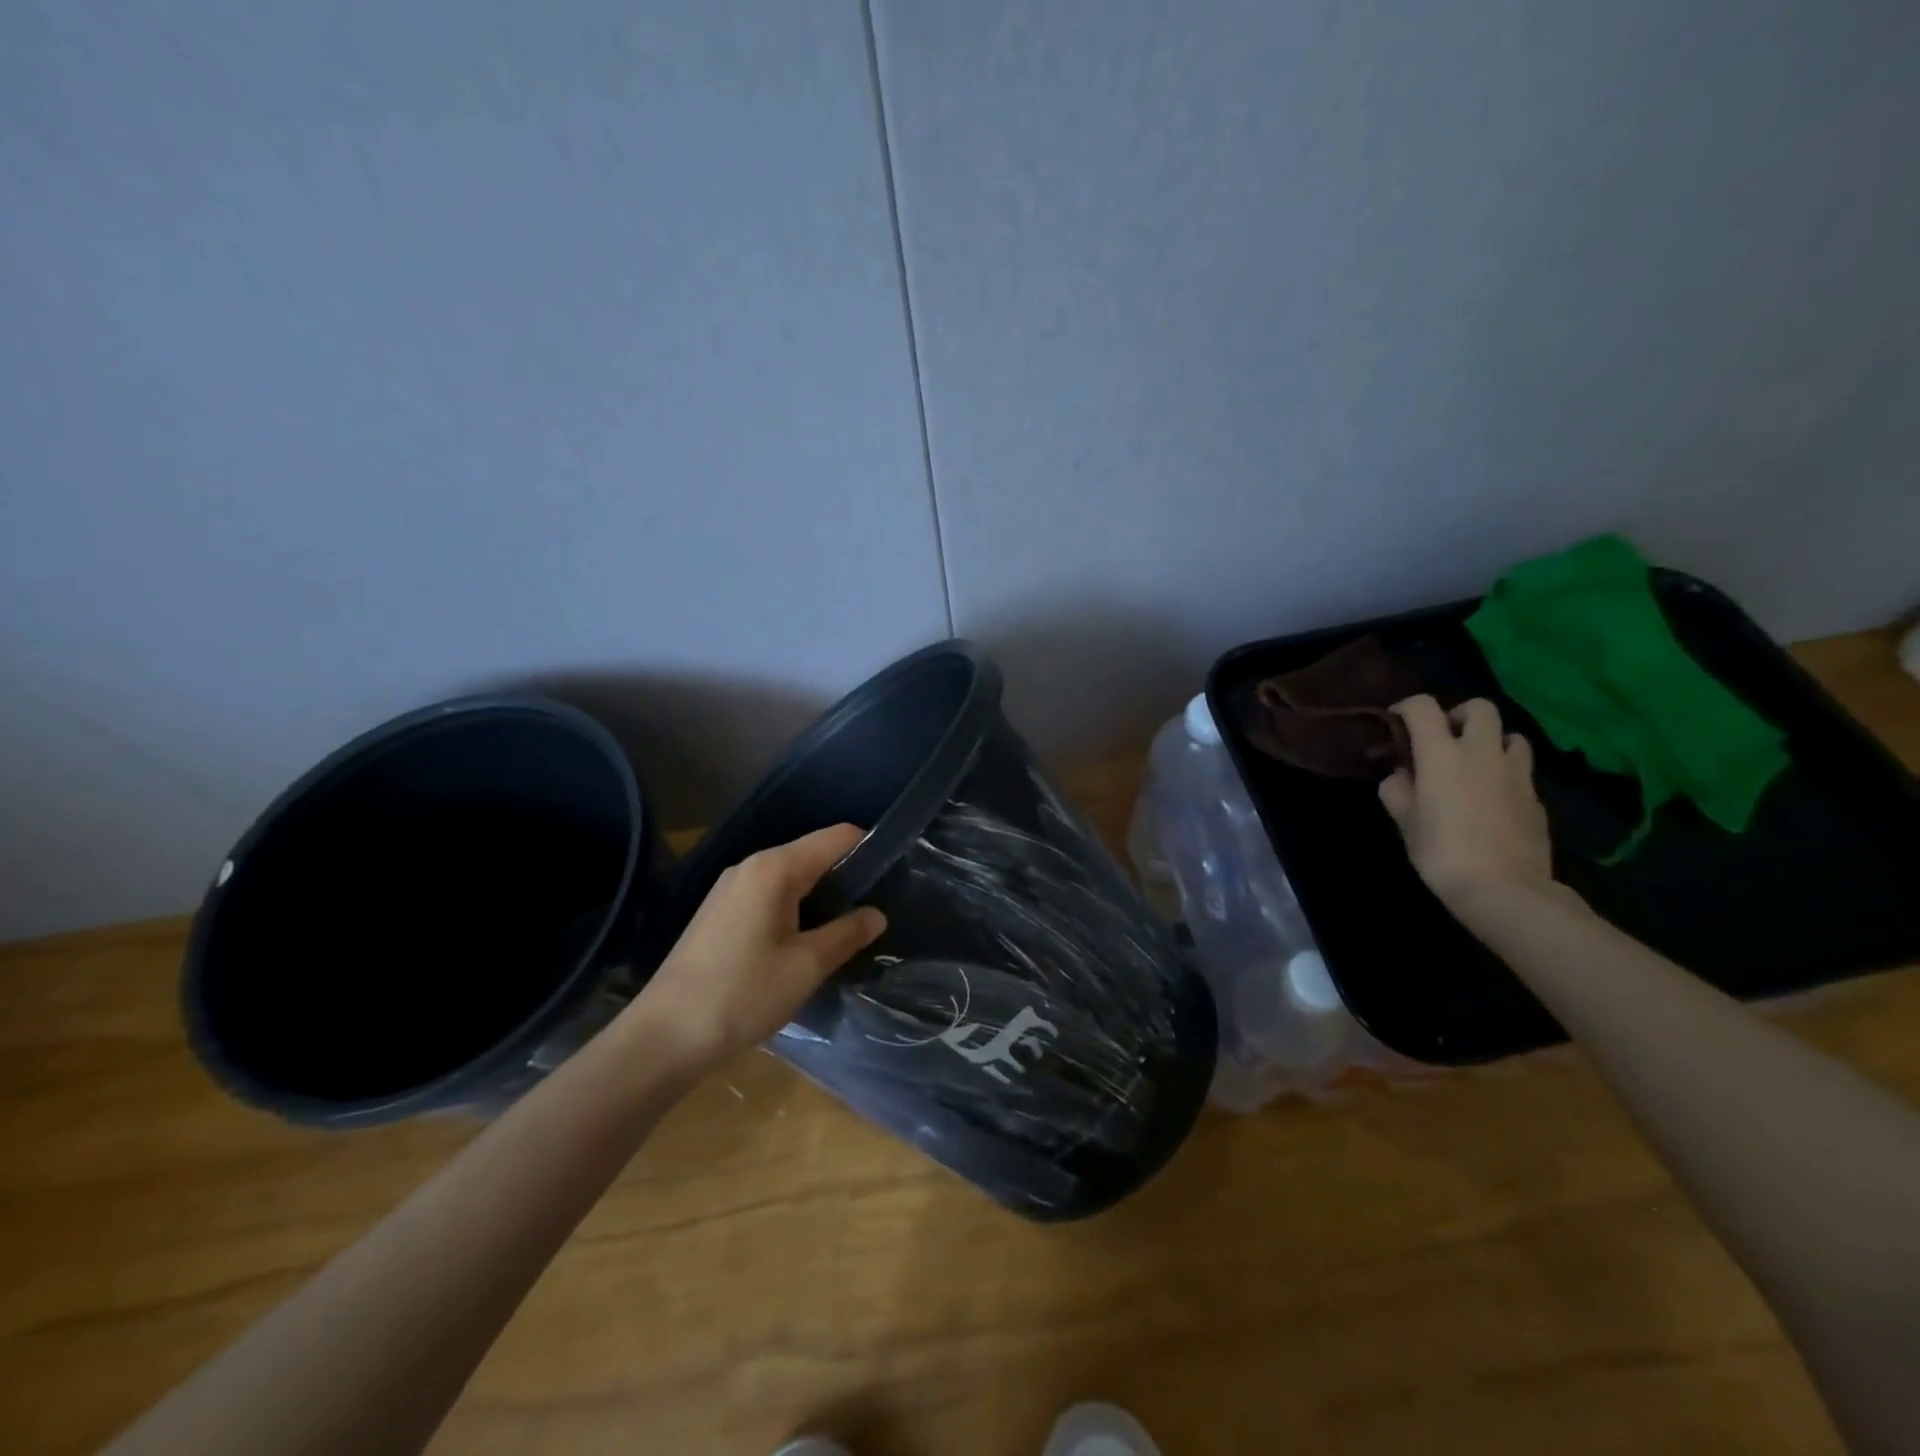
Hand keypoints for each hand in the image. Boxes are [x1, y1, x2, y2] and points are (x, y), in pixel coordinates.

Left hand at [626, 824, 886, 1074]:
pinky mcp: (720, 912)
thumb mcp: (806, 966)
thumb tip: (877, 914)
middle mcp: (751, 866)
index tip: (897, 874)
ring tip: (850, 927)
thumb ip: (847, 934)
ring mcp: (731, 889)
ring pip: (792, 877)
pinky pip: (771, 895)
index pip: (836, 837)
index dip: (870, 848)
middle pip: (813, 854)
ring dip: (822, 895)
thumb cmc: (742, 994)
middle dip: (848, 875)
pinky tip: (808, 940)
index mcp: (775, 868)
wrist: (663, 1037)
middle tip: (878, 908)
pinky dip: (797, 907)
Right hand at [1378, 696, 1559, 918]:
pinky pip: (1521, 769)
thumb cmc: (1442, 852)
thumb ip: (1397, 790)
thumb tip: (1402, 776)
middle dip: (1458, 715)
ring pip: (1510, 735)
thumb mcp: (1405, 822)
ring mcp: (1516, 772)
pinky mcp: (1536, 796)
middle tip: (1443, 739)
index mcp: (1442, 754)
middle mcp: (1481, 752)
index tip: (1396, 723)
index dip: (1406, 708)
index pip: (1423, 707)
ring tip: (1474, 765)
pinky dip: (1505, 772)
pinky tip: (1492, 797)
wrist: (1505, 889)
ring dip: (1491, 741)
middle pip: (1479, 708)